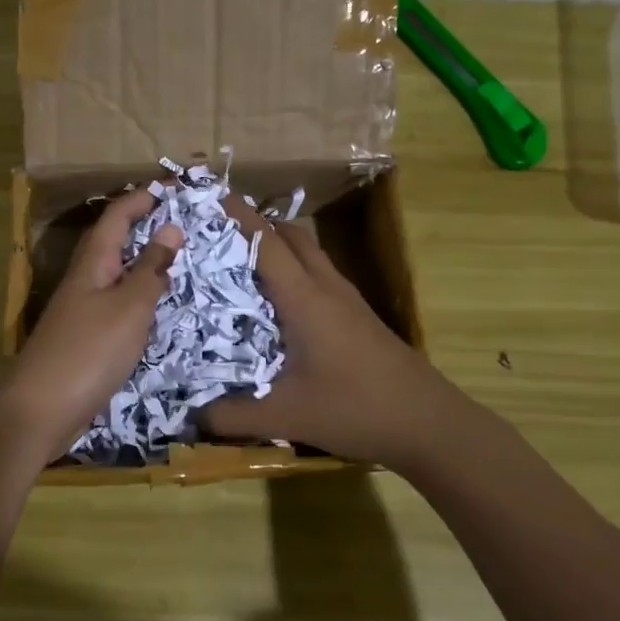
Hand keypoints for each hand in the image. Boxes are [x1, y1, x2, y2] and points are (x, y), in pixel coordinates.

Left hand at [0, 189, 181, 467]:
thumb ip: (150, 270)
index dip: (141, 199)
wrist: (41, 408)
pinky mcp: (83, 338)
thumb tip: (170, 229)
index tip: (172, 189)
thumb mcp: (129, 308)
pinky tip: (153, 309)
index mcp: (92, 264)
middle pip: (112, 242)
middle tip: (180, 223)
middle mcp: (83, 280)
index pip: (116, 218)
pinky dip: (136, 296)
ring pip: (114, 274)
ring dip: (141, 262)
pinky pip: (115, 304)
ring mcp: (80, 311)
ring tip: (175, 260)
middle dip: (142, 226)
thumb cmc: (89, 351)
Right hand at [201, 201, 453, 471]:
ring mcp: (348, 300)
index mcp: (305, 299)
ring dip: (279, 246)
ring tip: (241, 261)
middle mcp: (327, 288)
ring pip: (310, 254)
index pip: (267, 243)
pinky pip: (320, 276)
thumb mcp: (286, 416)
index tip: (210, 197)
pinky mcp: (359, 317)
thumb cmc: (355, 409)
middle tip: (219, 232)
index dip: (239, 217)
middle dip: (257, 224)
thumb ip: (232, 417)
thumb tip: (191, 418)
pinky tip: (279, 302)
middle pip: (293, 236)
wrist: (428, 423)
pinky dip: (295, 271)